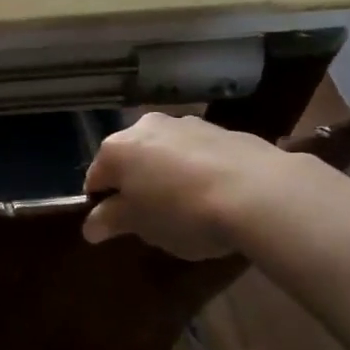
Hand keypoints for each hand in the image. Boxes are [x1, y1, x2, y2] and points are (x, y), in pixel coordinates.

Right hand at [82, 112, 296, 259]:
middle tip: (152, 218)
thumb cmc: (183, 212)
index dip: (102, 205)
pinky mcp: (222, 129)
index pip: (95, 178)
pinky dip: (198, 169)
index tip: (117, 227)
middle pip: (130, 160)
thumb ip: (111, 221)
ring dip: (167, 174)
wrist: (259, 193)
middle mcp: (145, 127)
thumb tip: (90, 226)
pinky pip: (198, 153)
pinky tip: (216, 195)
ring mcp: (186, 123)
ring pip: (165, 152)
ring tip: (189, 207)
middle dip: (136, 185)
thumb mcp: (141, 226)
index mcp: (116, 149)